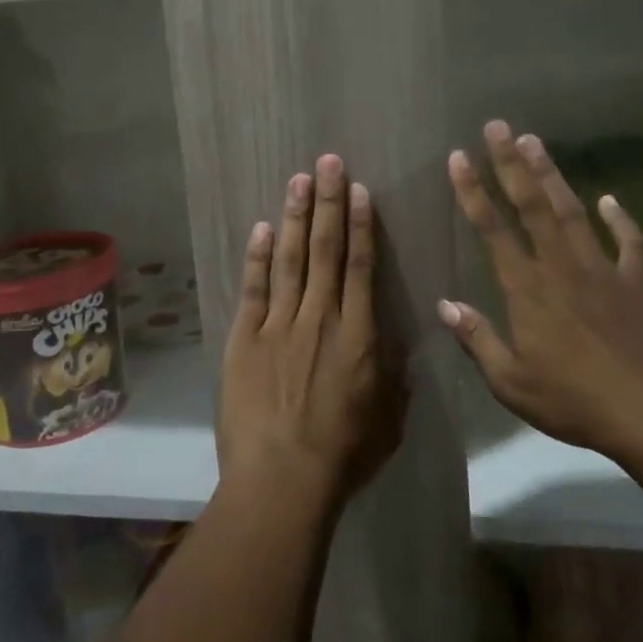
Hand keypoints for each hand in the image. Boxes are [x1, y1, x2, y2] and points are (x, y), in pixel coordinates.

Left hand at [218, 155, 407, 506]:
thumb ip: (394, 379)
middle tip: (327, 161)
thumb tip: (397, 349)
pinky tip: (261, 228)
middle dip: (328, 202)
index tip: (358, 190)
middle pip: (326, 250)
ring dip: (295, 217)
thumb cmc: (343, 456)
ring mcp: (279, 325)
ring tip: (298, 179)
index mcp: (359, 335)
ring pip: (290, 259)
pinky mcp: (245, 338)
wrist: (282, 479)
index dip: (361, 224)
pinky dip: (257, 257)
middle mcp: (320, 317)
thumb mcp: (388, 422)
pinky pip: (253, 289)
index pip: (363, 266)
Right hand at [440, 121, 642, 459]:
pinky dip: (620, 219)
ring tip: (535, 141)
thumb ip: (477, 339)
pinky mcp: (636, 283)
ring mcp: (601, 270)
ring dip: (552, 175)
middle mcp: (560, 266)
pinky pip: (629, 243)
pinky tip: (609, 199)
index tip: (459, 157)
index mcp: (526, 288)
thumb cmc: (573, 400)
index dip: (472, 191)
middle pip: (531, 205)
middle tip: (497, 126)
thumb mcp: (511, 381)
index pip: (492, 229)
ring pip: (571, 212)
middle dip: (510, 164)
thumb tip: (444, 305)